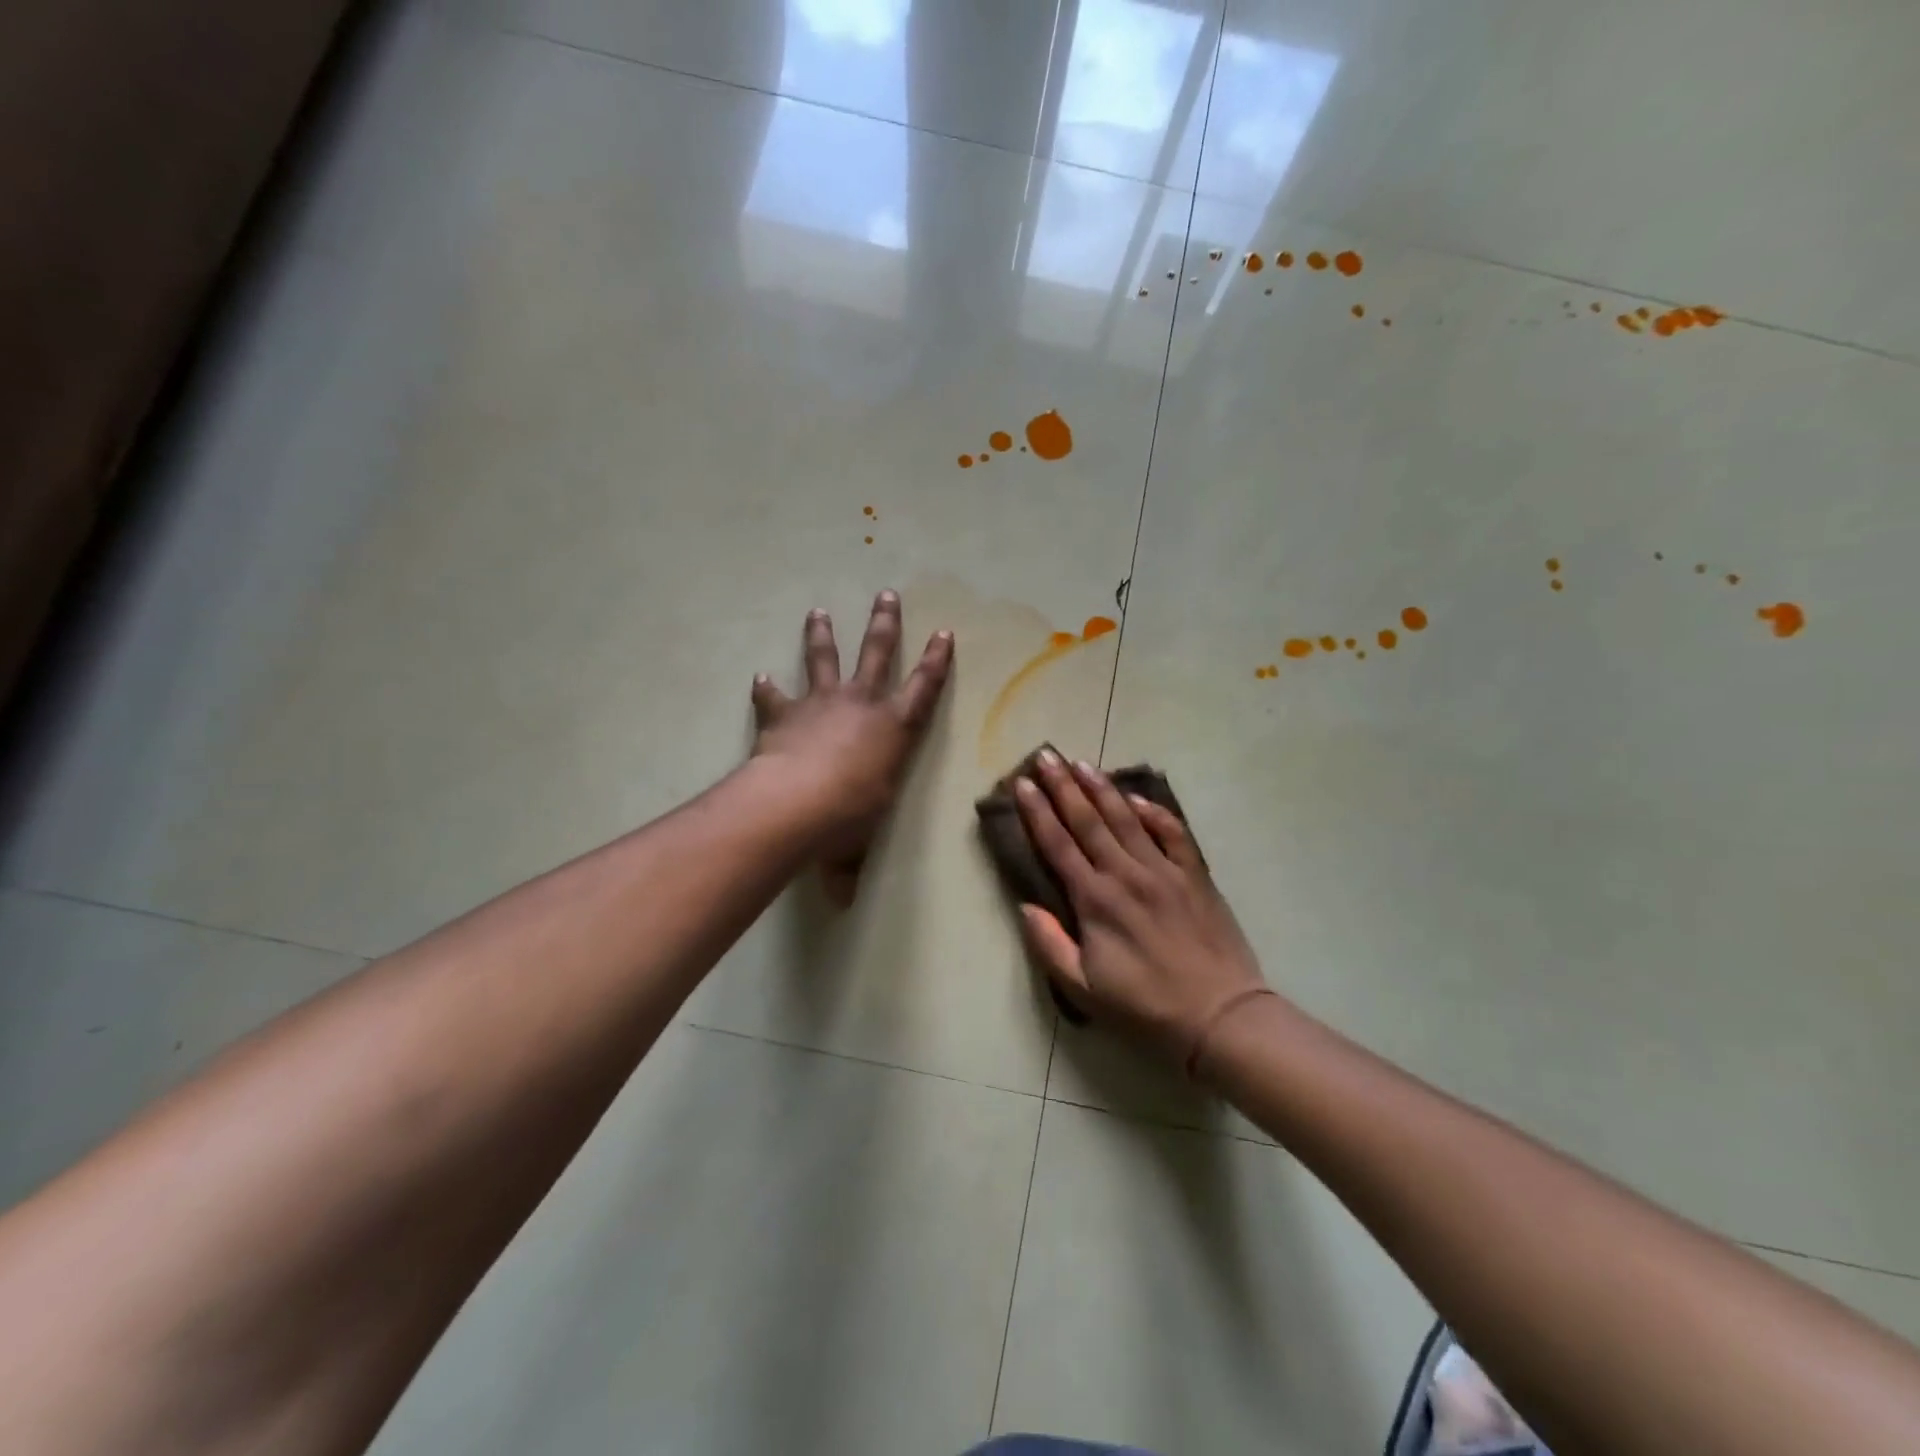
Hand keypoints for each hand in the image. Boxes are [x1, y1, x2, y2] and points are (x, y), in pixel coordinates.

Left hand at [751, 591, 953, 904]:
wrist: (795, 804)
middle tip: (886, 595)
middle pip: (877, 654)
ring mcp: (821, 704)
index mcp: (894, 730)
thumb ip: (847, 867)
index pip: (924, 689)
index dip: (936, 661)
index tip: (944, 632)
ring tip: (818, 611)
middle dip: (884, 624)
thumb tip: (840, 903)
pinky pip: (775, 697)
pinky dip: (767, 689)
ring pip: (824, 658)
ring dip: (822, 635)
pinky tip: (759, 677)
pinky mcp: (784, 714)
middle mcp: (862, 705)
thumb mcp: (854, 845)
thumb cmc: (844, 821)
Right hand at [1014, 750, 1277, 1072]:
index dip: (1037, 812)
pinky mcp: (1194, 875)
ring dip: (1101, 788)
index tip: (1022, 784)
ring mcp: (1163, 870)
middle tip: (1046, 755)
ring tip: (1081, 763)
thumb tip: (1025, 906)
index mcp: (1095, 900)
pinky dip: (1154, 811)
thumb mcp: (1084, 990)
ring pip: (1126, 818)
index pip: (1058, 844)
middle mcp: (1125, 874)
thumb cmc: (1146, 1007)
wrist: (1220, 1016)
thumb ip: (1049, 945)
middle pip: (1088, 820)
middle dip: (1063, 786)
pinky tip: (1136, 797)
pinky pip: (1172, 832)